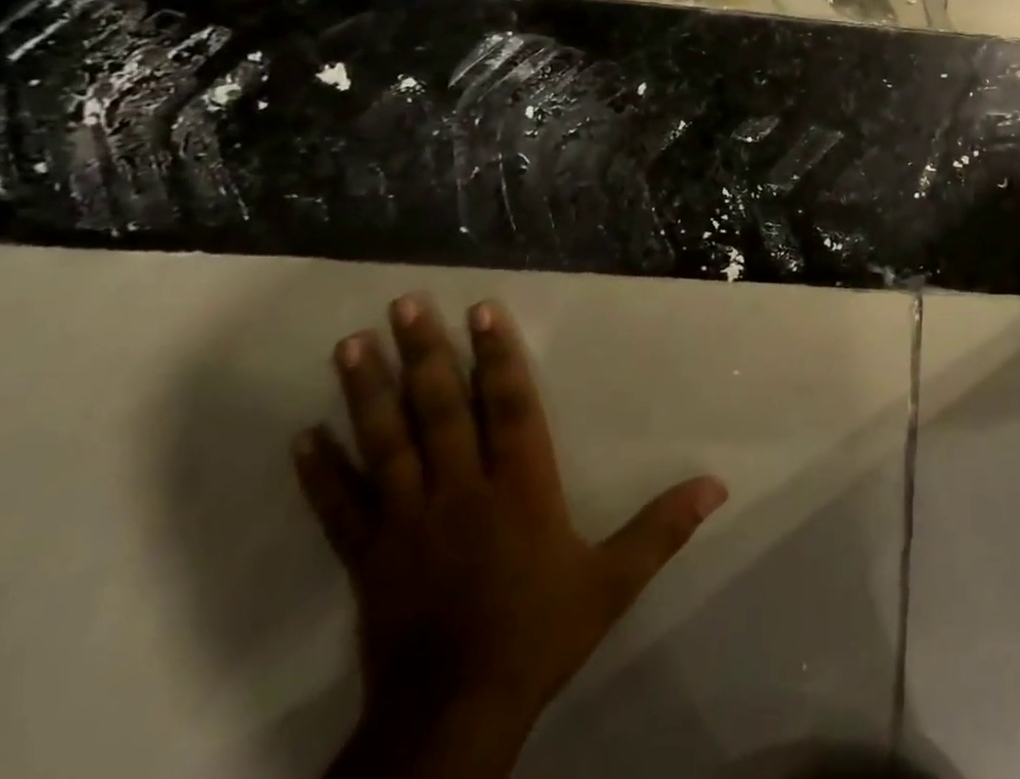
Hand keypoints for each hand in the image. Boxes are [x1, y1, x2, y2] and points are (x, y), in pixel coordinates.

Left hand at [294, 297, 727, 777]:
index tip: (481, 309)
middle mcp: (460, 489)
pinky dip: (320, 473)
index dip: (496, 354)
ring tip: (350, 345)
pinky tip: (302, 437)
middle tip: (403, 304)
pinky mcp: (368, 559)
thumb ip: (662, 528)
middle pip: (439, 409)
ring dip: (367, 392)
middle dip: (423, 352)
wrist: (453, 715)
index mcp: (519, 486)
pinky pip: (339, 509)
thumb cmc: (538, 634)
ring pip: (386, 444)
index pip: (508, 404)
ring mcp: (408, 522)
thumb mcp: (612, 582)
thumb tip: (718, 485)